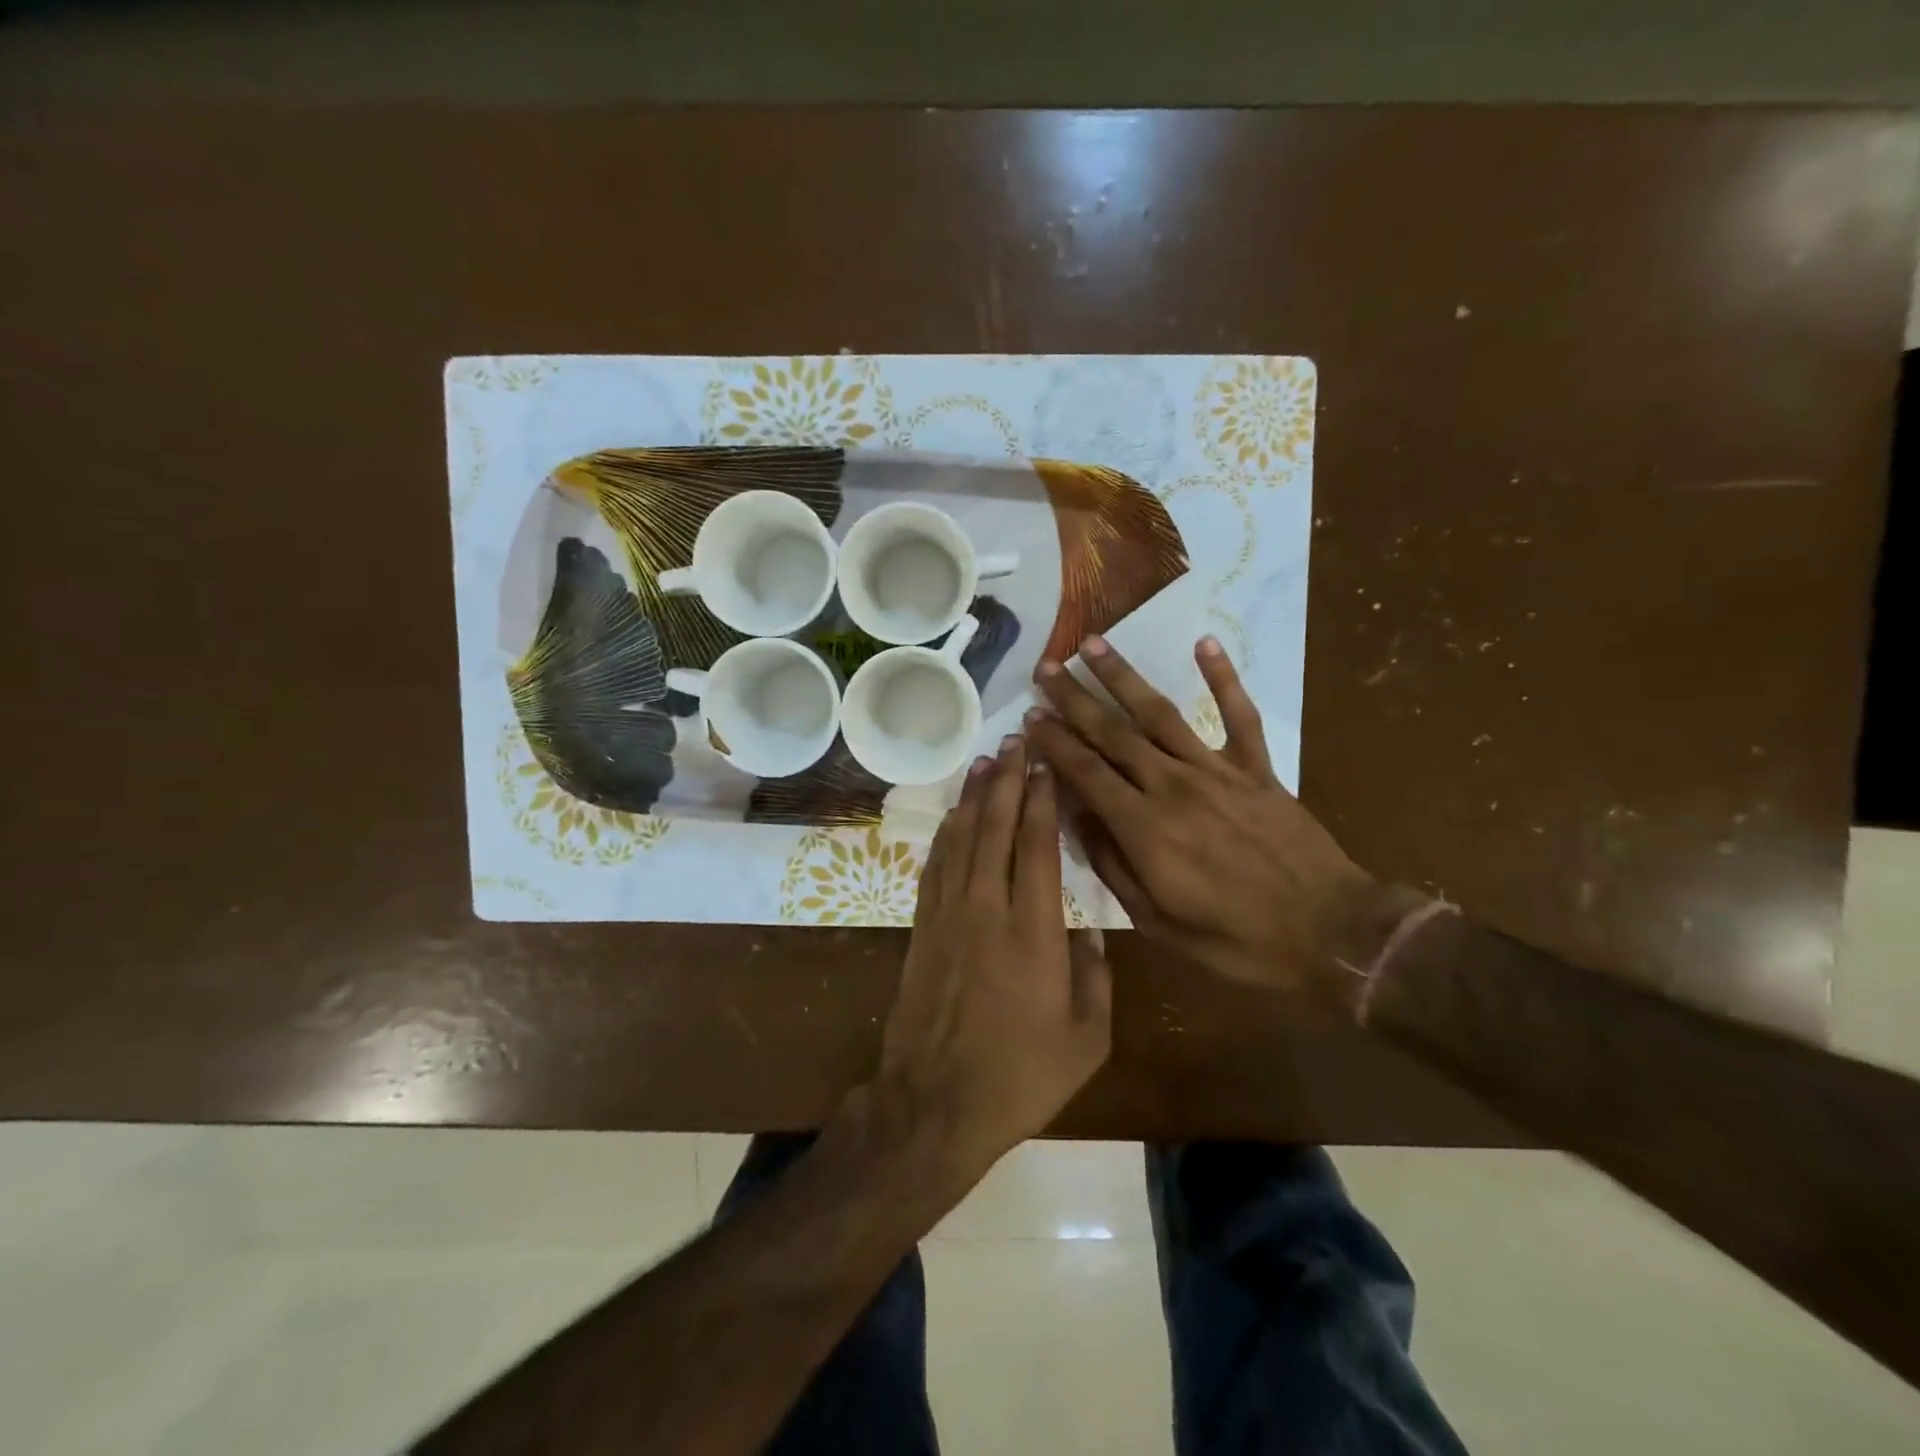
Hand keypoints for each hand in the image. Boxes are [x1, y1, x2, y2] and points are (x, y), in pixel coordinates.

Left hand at [874, 738, 1112, 1173]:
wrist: (936, 1104)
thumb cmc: (1021, 1076)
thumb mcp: (1086, 1039)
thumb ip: (1095, 975)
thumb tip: (1088, 928)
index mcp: (1034, 932)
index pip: (1036, 846)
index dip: (1041, 800)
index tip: (1046, 764)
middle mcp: (987, 910)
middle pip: (995, 828)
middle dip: (1007, 780)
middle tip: (1016, 740)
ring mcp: (948, 916)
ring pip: (961, 839)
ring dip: (974, 797)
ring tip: (986, 760)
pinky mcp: (923, 929)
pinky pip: (935, 866)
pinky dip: (946, 833)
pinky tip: (954, 814)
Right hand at [1026, 636, 1408, 1009]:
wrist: (1331, 934)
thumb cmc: (1237, 940)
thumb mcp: (1158, 923)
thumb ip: (1113, 868)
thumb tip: (1078, 821)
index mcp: (1145, 828)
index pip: (1086, 773)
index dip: (1054, 743)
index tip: (1029, 717)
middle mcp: (1174, 786)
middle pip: (1114, 733)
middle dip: (1074, 698)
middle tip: (1045, 668)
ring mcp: (1218, 772)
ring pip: (1161, 713)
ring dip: (1124, 677)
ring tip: (1093, 644)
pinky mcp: (1257, 768)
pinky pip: (1239, 715)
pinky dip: (1224, 677)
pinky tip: (1205, 642)